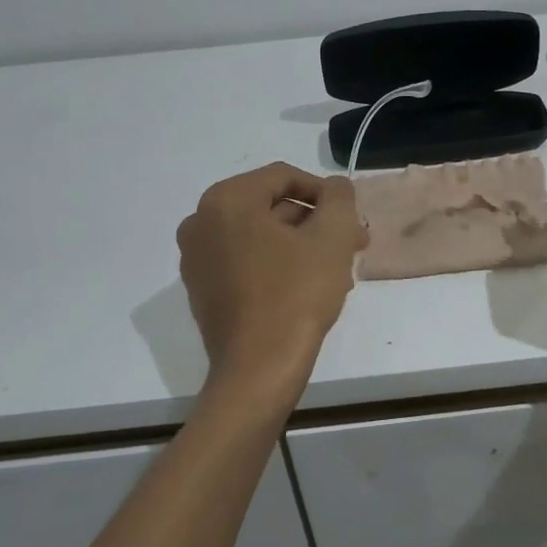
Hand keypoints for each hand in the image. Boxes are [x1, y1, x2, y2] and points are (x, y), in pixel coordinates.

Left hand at [177, 163, 365, 392]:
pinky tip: (307, 287)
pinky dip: (276, 264)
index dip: (325, 192)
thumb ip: (339, 198)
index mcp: (226, 200)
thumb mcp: (331, 238)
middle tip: (351, 243)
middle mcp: (200, 222)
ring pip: (260, 236)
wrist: (259, 369)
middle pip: (270, 207)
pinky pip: (244, 262)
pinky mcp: (201, 290)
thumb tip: (335, 187)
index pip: (284, 177)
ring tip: (337, 269)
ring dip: (300, 244)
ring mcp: (196, 258)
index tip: (350, 218)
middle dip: (315, 222)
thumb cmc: (296, 295)